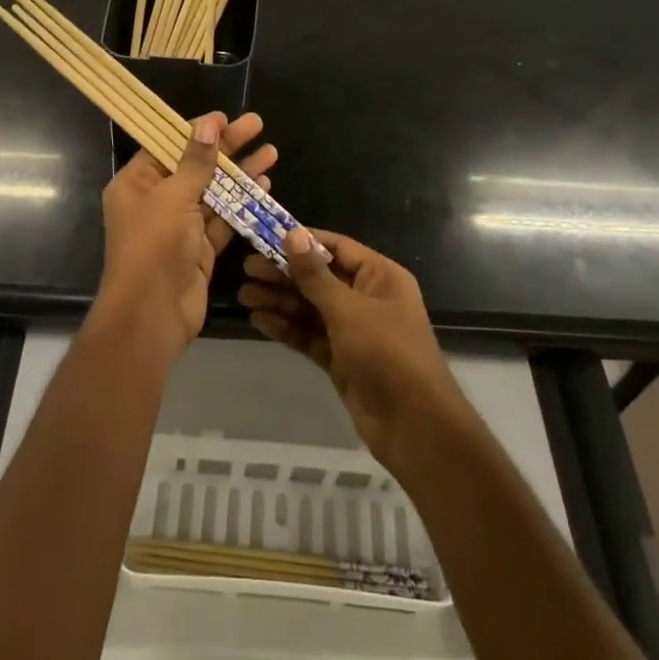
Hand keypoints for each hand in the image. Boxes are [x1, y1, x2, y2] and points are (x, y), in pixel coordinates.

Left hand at [95, 111, 276, 356]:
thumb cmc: (154, 247)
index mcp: (136, 184)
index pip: (167, 146)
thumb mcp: (173, 197)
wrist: (152, 314)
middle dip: (227, 146)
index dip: (196, 130)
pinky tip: (265, 186)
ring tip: (271, 152)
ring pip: (214, 191)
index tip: (225, 117)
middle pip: (195, 165)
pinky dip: (242, 203)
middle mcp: (156, 201)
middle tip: (257, 124)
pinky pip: (223, 219)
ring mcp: (180, 226)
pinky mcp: (201, 248)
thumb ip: (195, 162)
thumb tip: (207, 125)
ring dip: (241, 173)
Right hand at [238, 229, 465, 470]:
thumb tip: (293, 234)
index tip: (265, 235)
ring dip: (280, 300)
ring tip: (244, 295)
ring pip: (310, 308)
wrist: (414, 425)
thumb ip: (315, 275)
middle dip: (284, 273)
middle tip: (246, 269)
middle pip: (319, 278)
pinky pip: (309, 335)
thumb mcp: (349, 310)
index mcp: (380, 277)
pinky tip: (259, 320)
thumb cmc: (387, 354)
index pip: (336, 248)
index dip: (302, 241)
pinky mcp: (341, 358)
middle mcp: (367, 298)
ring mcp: (353, 330)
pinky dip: (287, 327)